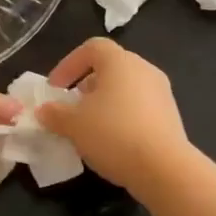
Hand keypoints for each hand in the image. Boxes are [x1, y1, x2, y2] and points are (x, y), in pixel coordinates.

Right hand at [36, 38, 192, 191]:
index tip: (55, 89)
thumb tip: (44, 110)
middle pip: (110, 68)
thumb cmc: (113, 134)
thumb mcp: (73, 124)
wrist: (163, 168)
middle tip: (71, 108)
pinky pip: (139, 107)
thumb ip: (55, 114)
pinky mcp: (171, 115)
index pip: (92, 48)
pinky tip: (112, 141)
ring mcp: (161, 92)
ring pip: (125, 89)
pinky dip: (122, 117)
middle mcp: (144, 69)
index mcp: (120, 61)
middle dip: (85, 86)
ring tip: (89, 128)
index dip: (69, 64)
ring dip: (104, 103)